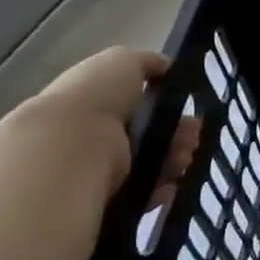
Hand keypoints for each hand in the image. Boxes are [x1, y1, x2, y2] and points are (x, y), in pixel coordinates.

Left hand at [22, 47, 200, 206]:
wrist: (68, 147)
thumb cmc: (96, 97)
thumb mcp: (122, 61)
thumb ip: (147, 63)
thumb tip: (166, 68)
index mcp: (97, 104)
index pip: (140, 108)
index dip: (169, 109)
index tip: (189, 113)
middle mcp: (96, 137)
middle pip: (150, 138)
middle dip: (178, 135)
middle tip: (191, 138)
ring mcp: (99, 170)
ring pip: (151, 166)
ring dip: (175, 160)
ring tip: (183, 159)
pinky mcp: (106, 198)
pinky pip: (142, 196)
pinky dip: (159, 190)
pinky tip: (168, 184)